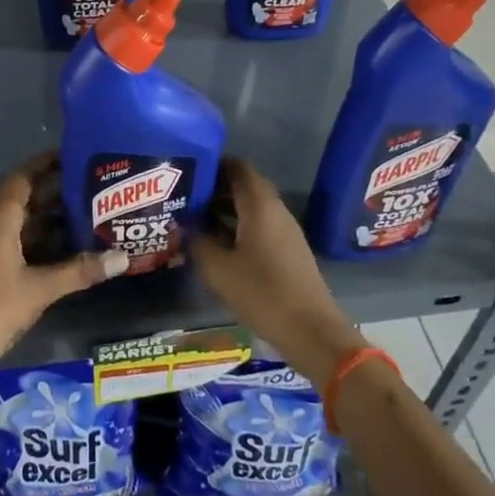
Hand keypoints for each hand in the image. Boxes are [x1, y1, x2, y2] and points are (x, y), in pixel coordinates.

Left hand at [0, 154, 126, 391]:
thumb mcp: (40, 289)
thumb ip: (80, 271)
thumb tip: (122, 258)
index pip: (22, 178)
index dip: (44, 164)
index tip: (72, 154)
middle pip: (22, 200)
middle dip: (53, 192)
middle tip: (90, 187)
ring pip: (19, 225)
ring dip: (47, 220)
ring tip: (85, 215)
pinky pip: (14, 246)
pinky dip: (38, 243)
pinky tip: (63, 252)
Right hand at [192, 158, 366, 389]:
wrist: (311, 331)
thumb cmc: (263, 293)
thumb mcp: (218, 269)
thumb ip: (197, 241)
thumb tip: (182, 225)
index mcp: (259, 205)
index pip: (236, 166)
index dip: (212, 164)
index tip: (187, 171)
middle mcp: (275, 210)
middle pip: (243, 185)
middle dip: (214, 188)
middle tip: (184, 197)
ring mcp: (285, 230)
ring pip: (251, 207)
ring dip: (224, 209)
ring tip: (193, 220)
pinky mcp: (287, 250)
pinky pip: (258, 226)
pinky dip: (237, 226)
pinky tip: (216, 244)